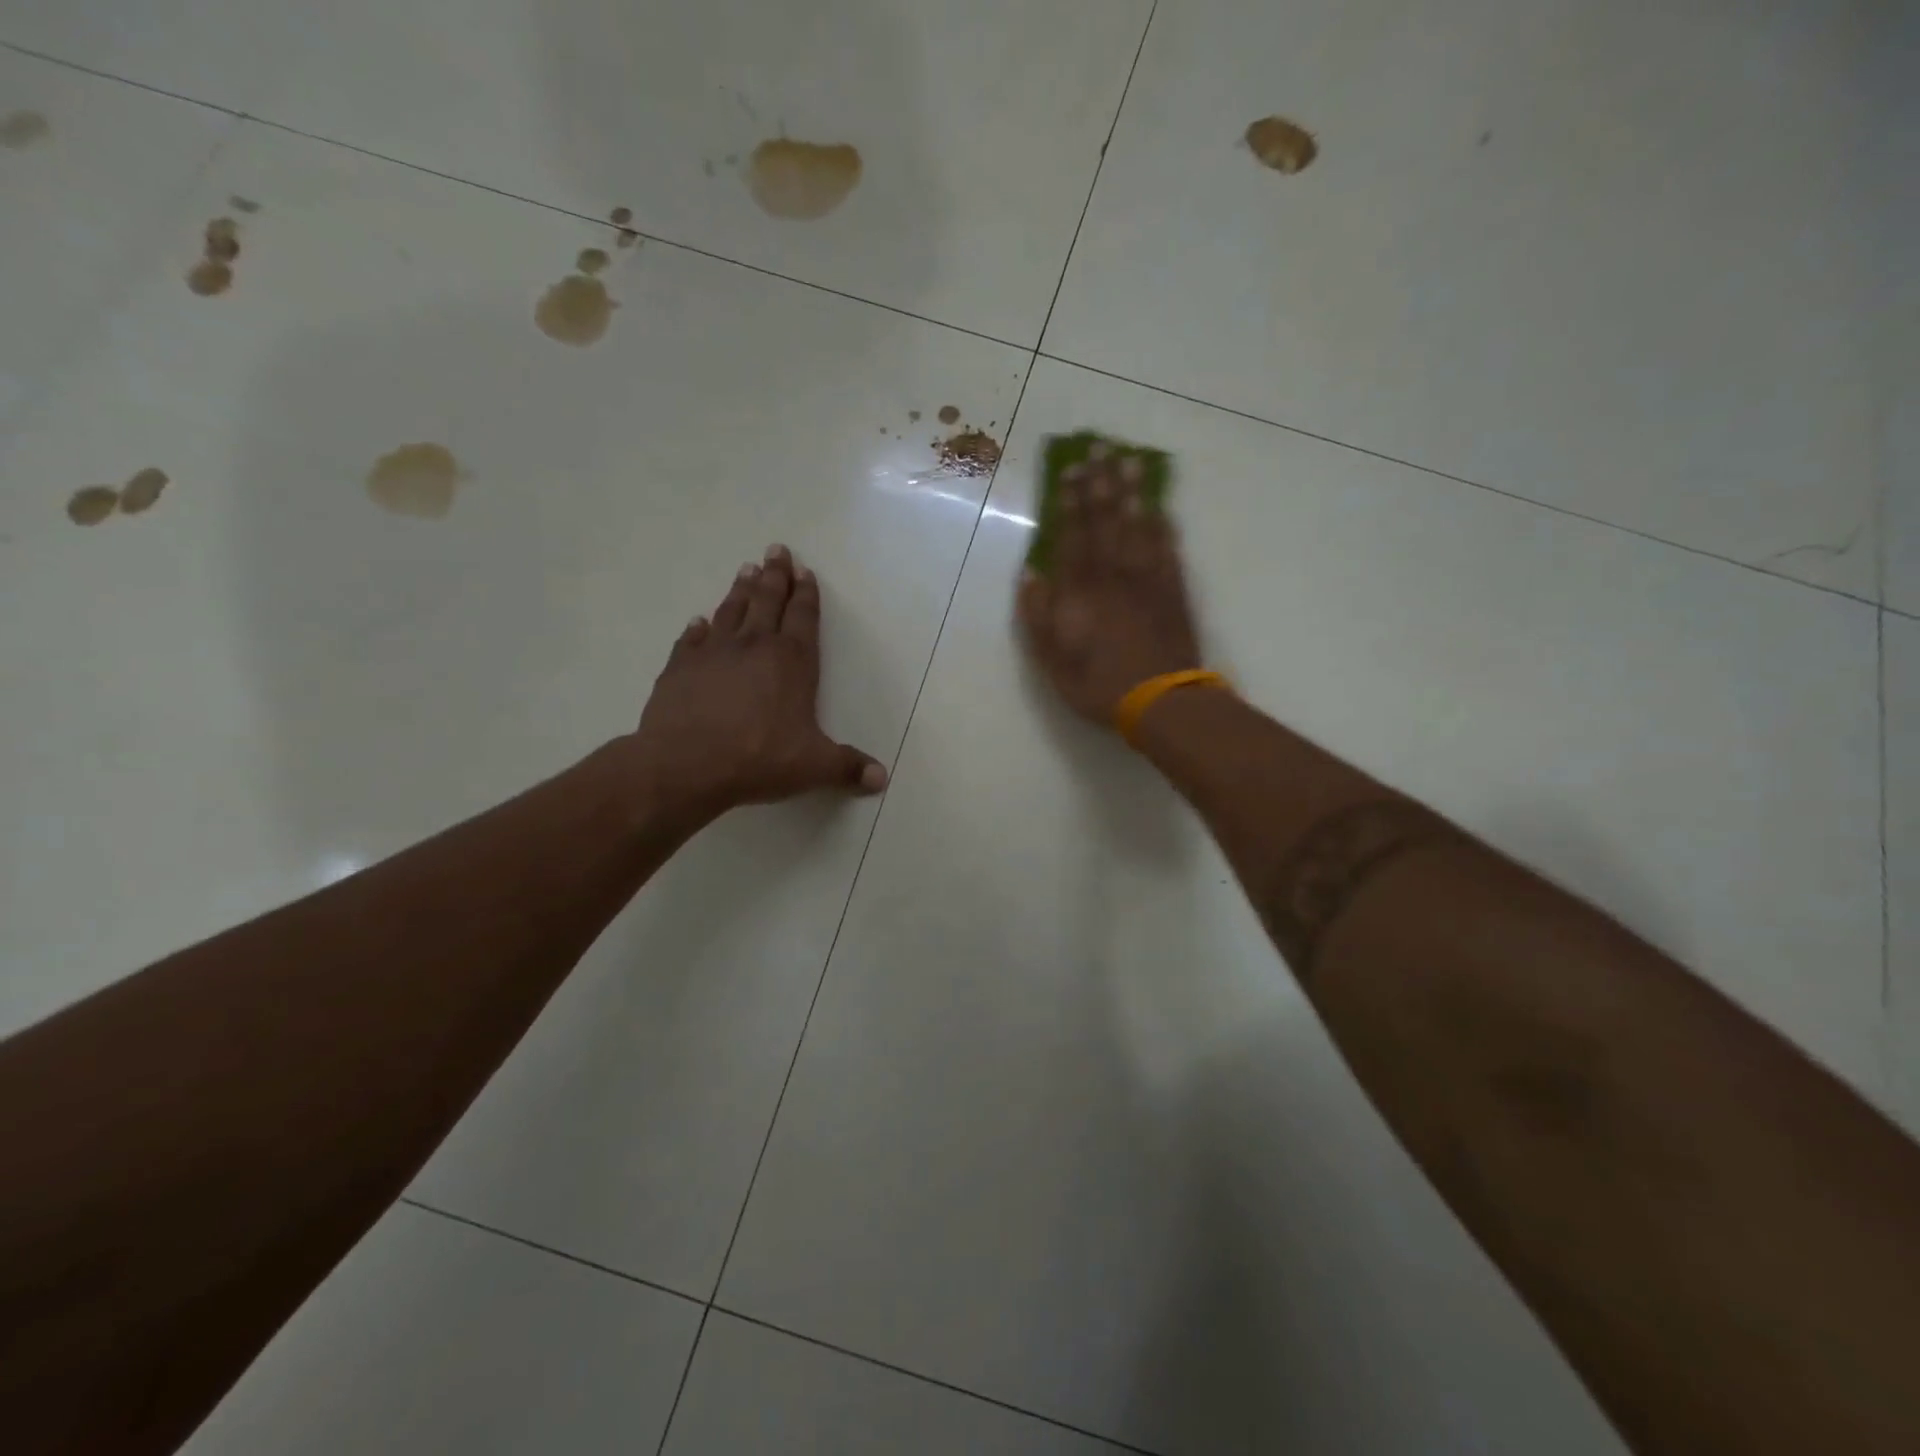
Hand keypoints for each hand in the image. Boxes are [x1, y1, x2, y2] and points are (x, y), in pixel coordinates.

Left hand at [631, 544, 886, 823]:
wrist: (686, 765)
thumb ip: (848, 768)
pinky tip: (700, 621)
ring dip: (741, 590)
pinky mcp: (679, 668)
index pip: (803, 617)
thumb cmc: (759, 759)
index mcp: (791, 661)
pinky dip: (698, 628)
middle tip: (777, 550)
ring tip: (746, 569)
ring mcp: (713, 653)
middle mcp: (753, 646)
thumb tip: (882, 778)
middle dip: (775, 576)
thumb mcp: (814, 766)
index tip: (805, 571)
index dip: (806, 594)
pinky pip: (691, 639)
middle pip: (767, 601)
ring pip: (731, 611)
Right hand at [1016, 449, 1201, 724]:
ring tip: (1130, 460)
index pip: (1073, 536)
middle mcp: (1113, 575)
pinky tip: (1161, 507)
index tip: (1070, 470)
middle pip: (1106, 521)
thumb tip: (1032, 573)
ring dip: (1133, 492)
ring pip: (1138, 527)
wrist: (1159, 700)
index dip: (1070, 501)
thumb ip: (1038, 615)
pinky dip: (1163, 525)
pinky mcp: (1173, 591)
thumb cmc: (1097, 684)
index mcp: (1080, 591)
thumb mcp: (1052, 659)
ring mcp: (1147, 580)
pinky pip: (1168, 549)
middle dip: (1101, 482)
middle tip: (1101, 446)